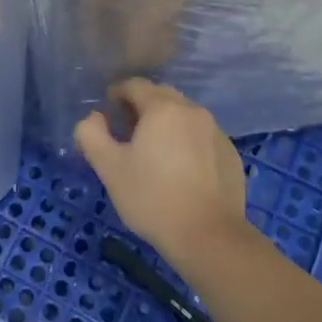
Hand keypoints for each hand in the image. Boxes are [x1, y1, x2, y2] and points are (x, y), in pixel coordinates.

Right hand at [74, 79, 250, 277]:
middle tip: (127, 134)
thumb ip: (91, 134)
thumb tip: (94, 118)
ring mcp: (216, 132)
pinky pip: (201, 137)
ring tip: (153, 154)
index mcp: (162, 108)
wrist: (208, 237)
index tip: (107, 114)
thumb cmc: (152, 198)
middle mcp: (193, 110)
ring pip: (184, 117)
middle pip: (161, 97)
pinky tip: (180, 172)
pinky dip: (187, 144)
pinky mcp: (230, 154)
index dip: (116, 94)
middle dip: (141, 108)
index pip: (134, 85)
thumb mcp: (109, 167)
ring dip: (166, 125)